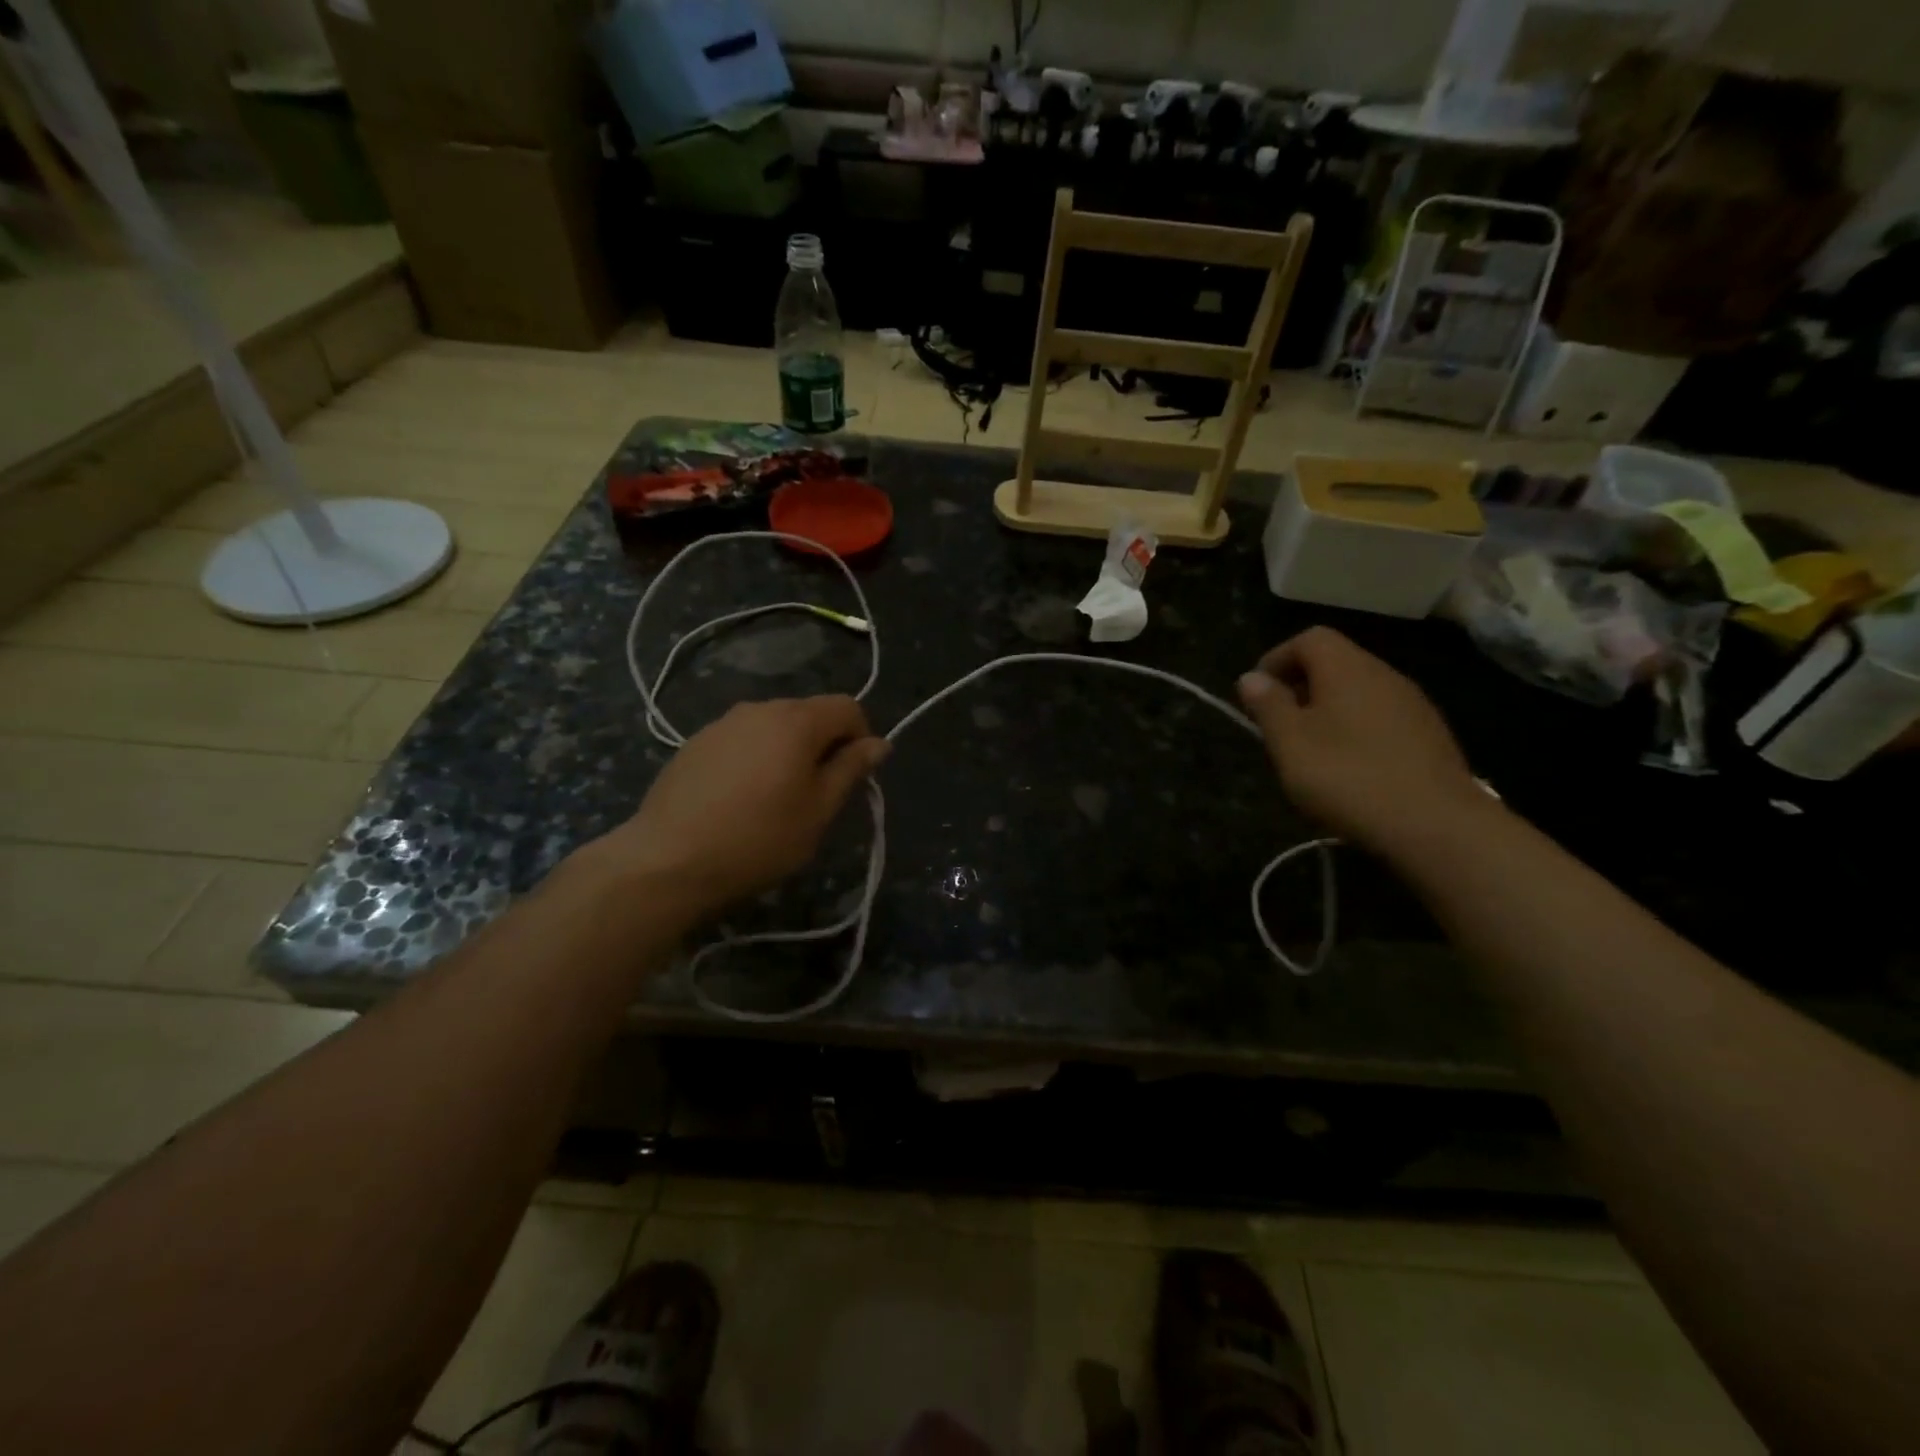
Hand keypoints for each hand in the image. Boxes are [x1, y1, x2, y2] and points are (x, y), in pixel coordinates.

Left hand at [581, 696, 888, 916]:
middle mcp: (760, 708)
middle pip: (809, 713)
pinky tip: (739, 798)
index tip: (852, 776)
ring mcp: (722, 723)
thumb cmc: (759, 838)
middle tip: (816, 793)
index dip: (861, 737)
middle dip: (823, 744)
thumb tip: (879, 743)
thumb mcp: (818, 811)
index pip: (847, 706)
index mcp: (796, 721)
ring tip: (775, 797)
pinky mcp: (695, 742)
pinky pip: (742, 739)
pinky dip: (755, 757)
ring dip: (787, 750)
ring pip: (773, 726)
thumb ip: (851, 770)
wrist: (668, 860)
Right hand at [1237, 627, 1484, 854]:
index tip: (1257, 695)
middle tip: (1279, 727)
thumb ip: (1268, 706)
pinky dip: (1357, 730)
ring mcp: (1414, 705)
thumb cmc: (1348, 777)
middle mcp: (1384, 675)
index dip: (1277, 659)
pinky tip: (1351, 770)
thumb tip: (1252, 677)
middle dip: (1300, 687)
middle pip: (1336, 663)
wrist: (1437, 826)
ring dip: (1328, 711)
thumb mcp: (1290, 743)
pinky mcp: (1431, 737)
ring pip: (1359, 692)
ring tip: (1311, 752)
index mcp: (1347, 668)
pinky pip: (1381, 718)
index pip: (1309, 638)